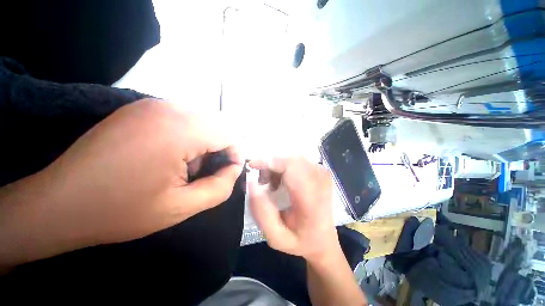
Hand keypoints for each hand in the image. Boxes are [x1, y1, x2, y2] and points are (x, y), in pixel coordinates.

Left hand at [32, 99, 242, 247]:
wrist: (60, 203)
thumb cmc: (120, 211)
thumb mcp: (181, 207)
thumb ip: (220, 187)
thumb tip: (234, 169)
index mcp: (180, 130)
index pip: (229, 135)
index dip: (235, 155)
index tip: (229, 173)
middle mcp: (169, 108)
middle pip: (217, 126)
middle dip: (221, 149)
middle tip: (209, 172)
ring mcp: (153, 104)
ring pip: (202, 121)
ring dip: (205, 143)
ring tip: (189, 166)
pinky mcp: (142, 108)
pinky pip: (183, 118)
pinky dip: (189, 136)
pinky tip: (172, 155)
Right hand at [249, 157, 338, 261]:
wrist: (324, 240)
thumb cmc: (301, 241)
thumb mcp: (276, 238)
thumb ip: (261, 213)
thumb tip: (251, 183)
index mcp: (312, 199)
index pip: (290, 166)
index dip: (269, 162)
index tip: (252, 165)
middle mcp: (321, 181)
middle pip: (290, 159)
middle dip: (271, 164)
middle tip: (262, 180)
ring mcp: (323, 174)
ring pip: (293, 158)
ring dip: (278, 166)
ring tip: (271, 184)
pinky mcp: (321, 171)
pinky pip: (299, 161)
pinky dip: (286, 167)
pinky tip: (282, 181)